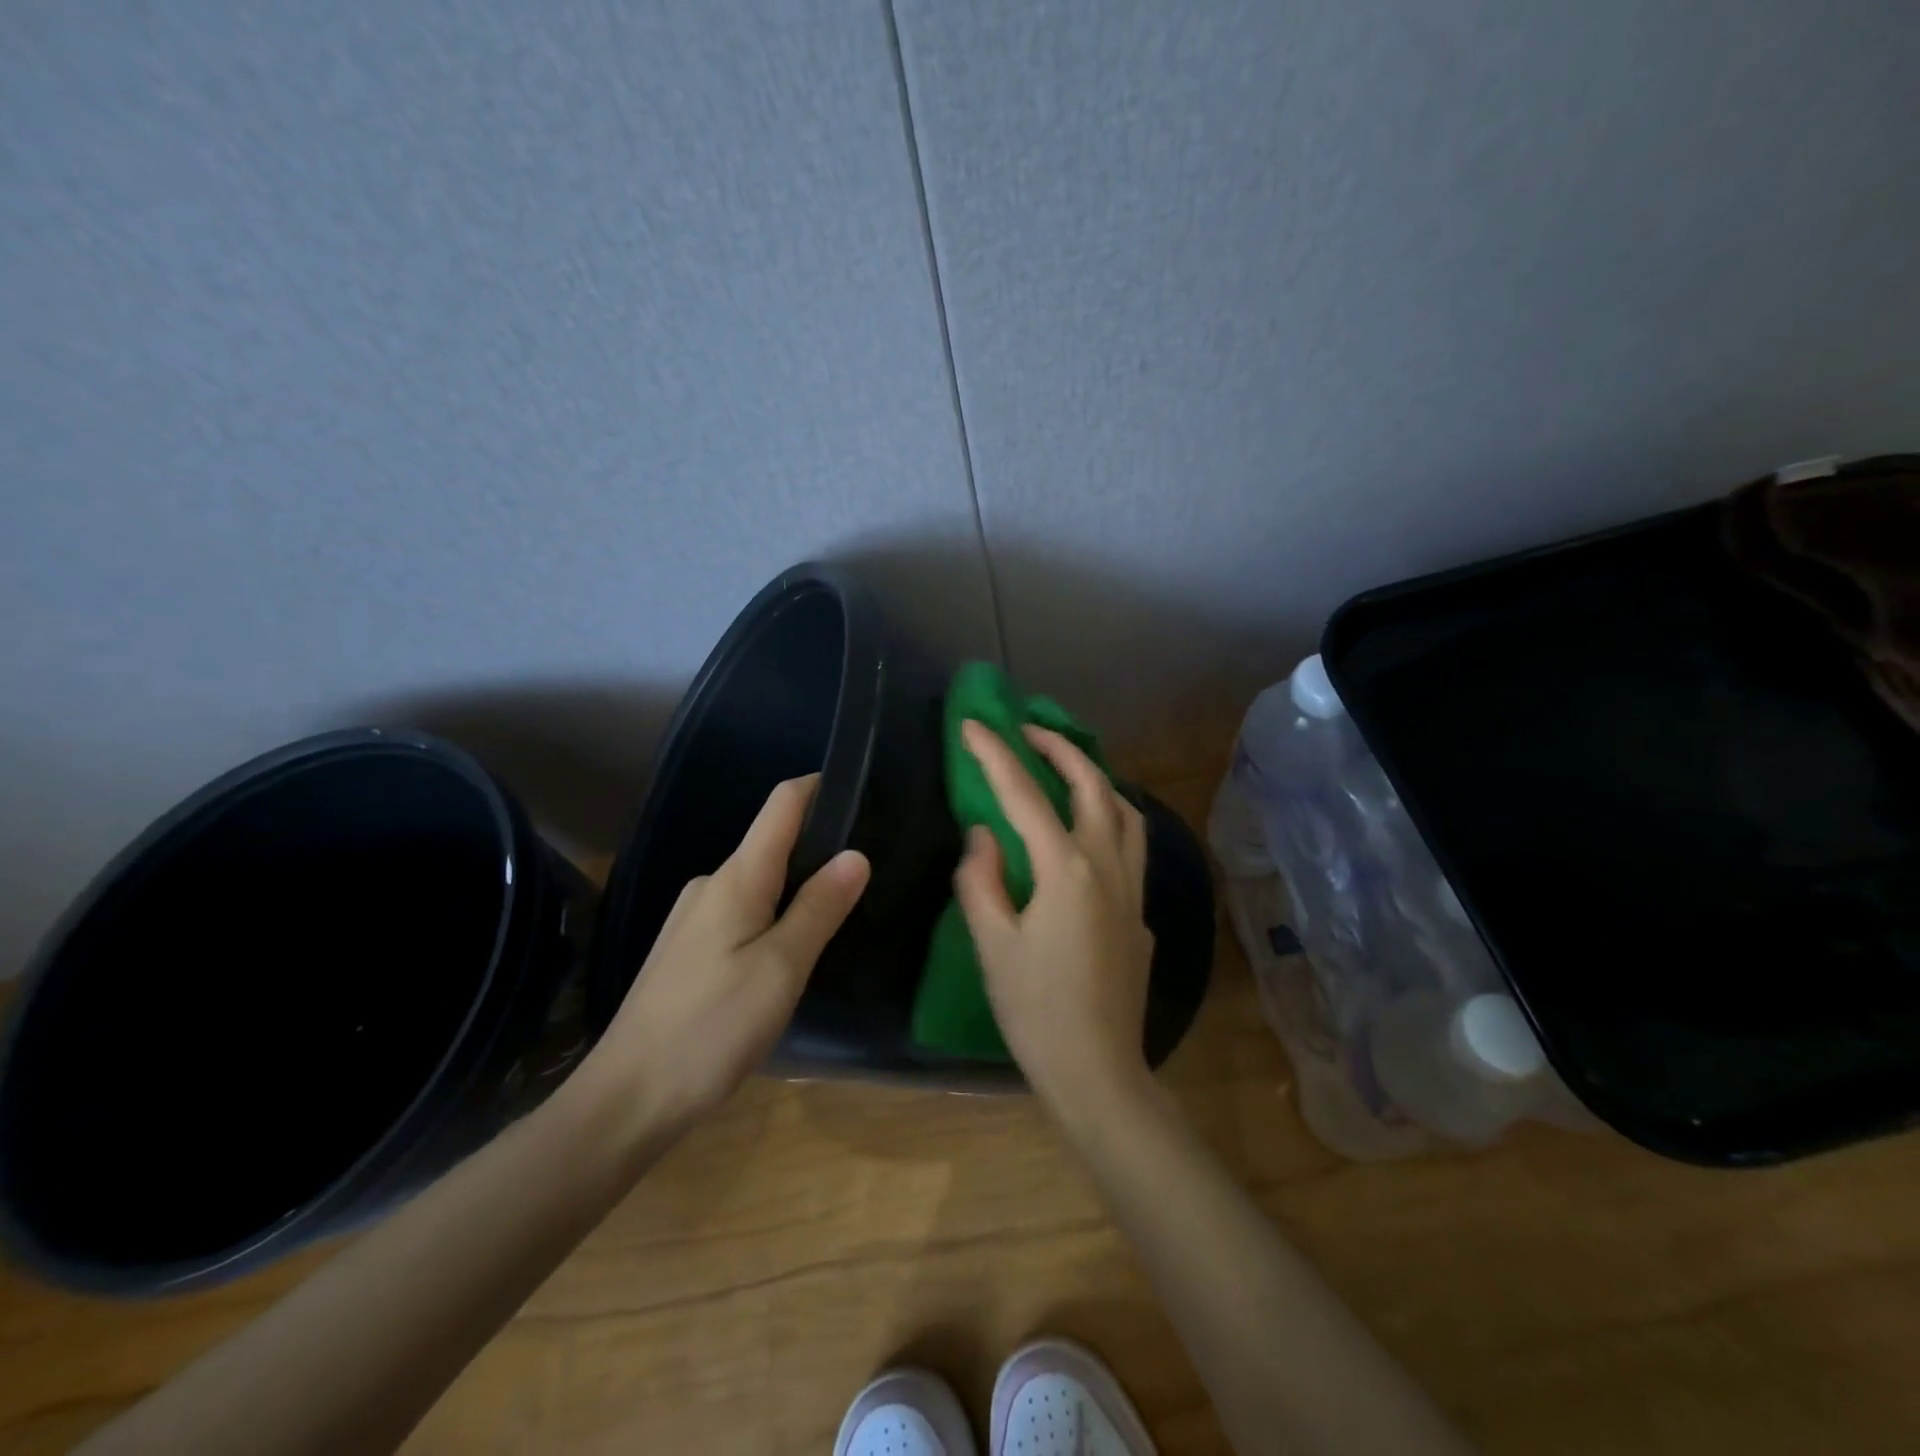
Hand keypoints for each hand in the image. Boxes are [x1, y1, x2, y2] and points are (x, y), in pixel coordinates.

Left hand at [572, 775, 868, 1137]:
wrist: (626, 1099)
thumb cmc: (711, 1028)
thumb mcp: (781, 968)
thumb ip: (819, 907)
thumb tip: (856, 854)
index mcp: (736, 878)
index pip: (782, 805)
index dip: (820, 786)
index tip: (862, 787)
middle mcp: (711, 885)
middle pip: (772, 842)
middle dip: (818, 843)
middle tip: (869, 865)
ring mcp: (694, 918)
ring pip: (758, 883)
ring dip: (797, 885)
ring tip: (840, 908)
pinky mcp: (688, 951)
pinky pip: (742, 912)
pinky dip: (774, 914)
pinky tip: (792, 949)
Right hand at [953, 720, 1155, 1114]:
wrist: (1098, 1071)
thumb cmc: (1035, 1010)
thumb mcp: (992, 944)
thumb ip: (981, 879)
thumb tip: (983, 835)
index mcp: (1065, 869)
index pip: (1024, 795)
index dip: (995, 755)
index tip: (973, 725)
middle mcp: (1107, 866)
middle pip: (1092, 785)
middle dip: (1059, 748)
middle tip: (1028, 732)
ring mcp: (1132, 889)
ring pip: (1125, 810)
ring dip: (1095, 778)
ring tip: (1064, 771)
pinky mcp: (1140, 913)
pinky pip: (1131, 845)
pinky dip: (1110, 817)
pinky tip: (1088, 833)